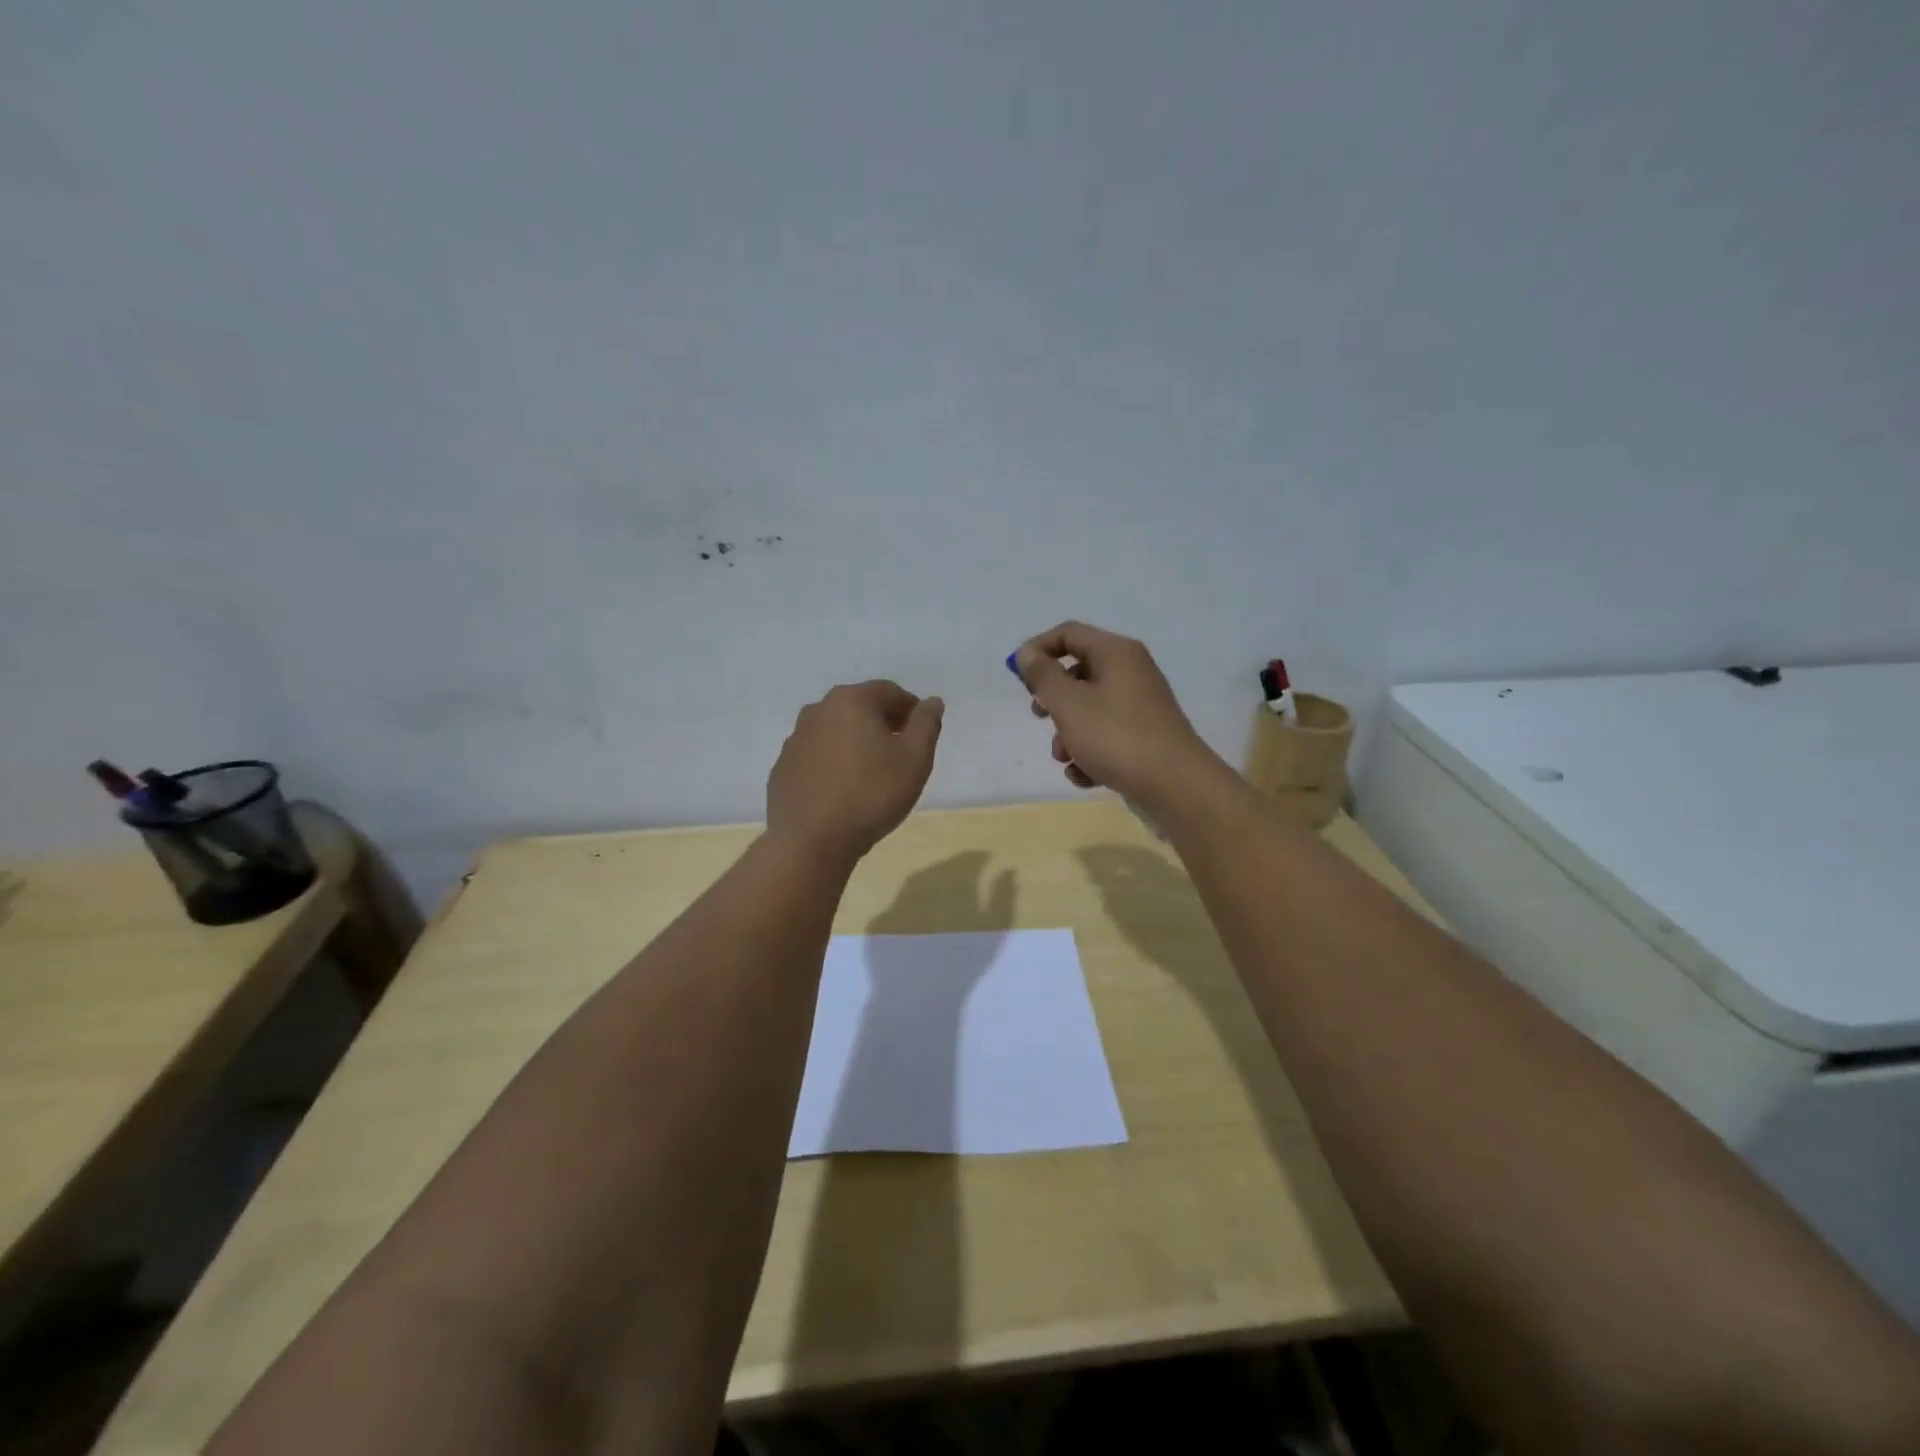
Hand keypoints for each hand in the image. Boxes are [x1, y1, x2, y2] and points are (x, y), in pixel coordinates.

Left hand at [767, 680, 943, 861]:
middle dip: (883, 722)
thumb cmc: (871, 794)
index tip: (922, 731)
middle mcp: (818, 710)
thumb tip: (932, 701)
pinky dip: (833, 762)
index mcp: (851, 700)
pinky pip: (816, 755)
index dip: (910, 708)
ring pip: (835, 731)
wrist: (811, 841)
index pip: (889, 691)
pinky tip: (843, 788)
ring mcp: (795, 739)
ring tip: (873, 771)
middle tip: (901, 750)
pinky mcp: (783, 767)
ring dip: (856, 741)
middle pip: (859, 707)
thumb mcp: (915, 759)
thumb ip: (926, 724)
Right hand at [1013, 621, 1217, 810]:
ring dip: (1068, 734)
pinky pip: (1106, 735)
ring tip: (1067, 759)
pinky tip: (1087, 777)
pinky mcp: (1144, 736)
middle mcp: (1131, 672)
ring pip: (1089, 710)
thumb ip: (1042, 676)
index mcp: (1116, 653)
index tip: (1017, 676)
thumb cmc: (1116, 737)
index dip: (1037, 649)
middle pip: (1078, 673)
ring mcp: (1140, 706)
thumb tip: (1026, 652)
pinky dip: (1091, 753)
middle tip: (1039, 715)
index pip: (1068, 633)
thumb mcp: (1069, 704)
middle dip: (1053, 700)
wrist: (1175, 785)